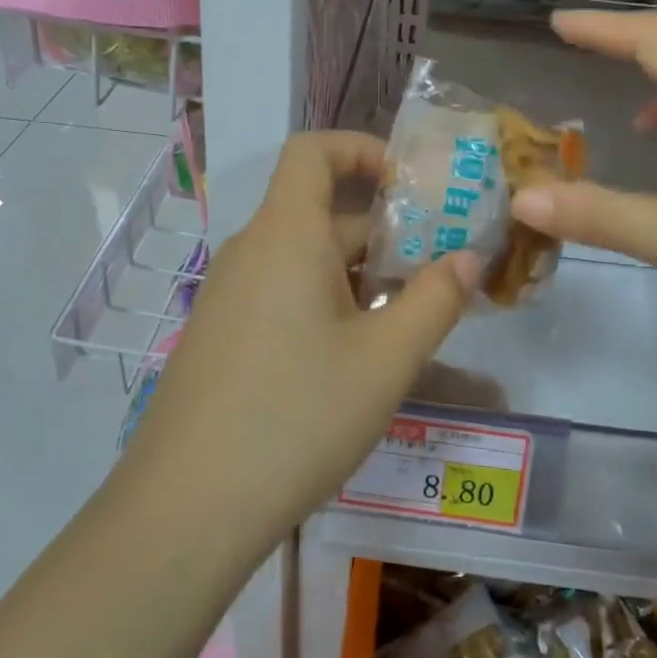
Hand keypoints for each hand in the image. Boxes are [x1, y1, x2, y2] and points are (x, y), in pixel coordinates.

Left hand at [122, 131, 477, 550]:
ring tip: (409, 318)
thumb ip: (435, 300)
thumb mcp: (385, 360)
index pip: (313, 151)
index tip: (411, 185)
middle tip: (439, 269)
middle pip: (320, 212)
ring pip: (304, 259)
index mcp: (286, 235)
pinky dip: (325, 301)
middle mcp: (251, 252)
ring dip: (359, 273)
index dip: (363, 149)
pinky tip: (355, 357)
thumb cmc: (297, 418)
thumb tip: (469, 258)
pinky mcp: (221, 334)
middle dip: (384, 231)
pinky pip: (281, 292)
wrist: (187, 508)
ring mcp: (229, 295)